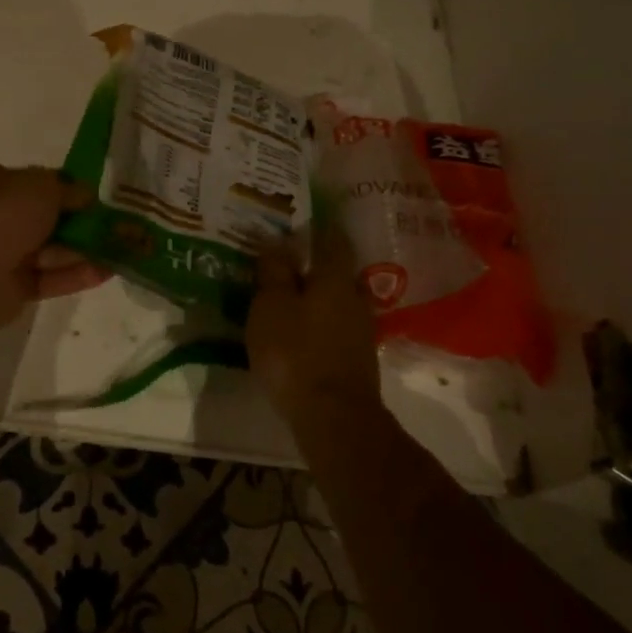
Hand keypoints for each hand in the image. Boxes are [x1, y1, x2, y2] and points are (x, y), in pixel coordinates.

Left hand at [0, 164, 111, 328]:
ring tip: (123, 250)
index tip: (98, 196)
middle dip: (82, 221)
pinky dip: (78, 274)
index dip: (69, 187)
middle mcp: (1, 215)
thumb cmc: (1, 217)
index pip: (40, 181)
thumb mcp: (42, 188)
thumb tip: (87, 195)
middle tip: (117, 225)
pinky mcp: (16, 286)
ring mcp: (7, 253)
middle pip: (50, 217)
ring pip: (53, 249)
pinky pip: (52, 278)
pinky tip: (108, 272)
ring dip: (86, 249)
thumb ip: (69, 189)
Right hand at [247, 218, 381, 421]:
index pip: (332, 239)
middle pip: (337, 271)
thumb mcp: (271, 307)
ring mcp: (360, 331)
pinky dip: (320, 320)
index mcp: (335, 278)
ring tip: (292, 293)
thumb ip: (274, 273)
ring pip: (338, 300)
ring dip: (318, 294)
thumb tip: (276, 242)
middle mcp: (355, 298)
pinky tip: (302, 328)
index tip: (306, 214)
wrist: (334, 418)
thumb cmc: (296, 353)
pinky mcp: (357, 359)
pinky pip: (336, 326)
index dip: (320, 224)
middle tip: (291, 256)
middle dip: (317, 262)